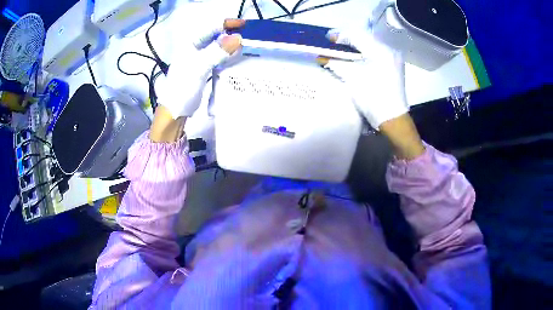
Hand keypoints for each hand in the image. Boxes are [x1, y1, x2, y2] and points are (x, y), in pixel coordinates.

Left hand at [155, 19, 243, 118]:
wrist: (176, 110)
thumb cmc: (182, 87)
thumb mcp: (199, 67)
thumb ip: (216, 51)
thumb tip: (238, 38)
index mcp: (191, 43)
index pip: (212, 27)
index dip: (228, 24)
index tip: (246, 25)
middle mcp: (195, 47)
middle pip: (217, 35)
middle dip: (232, 34)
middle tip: (250, 37)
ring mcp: (200, 58)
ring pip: (219, 46)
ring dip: (232, 46)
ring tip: (247, 47)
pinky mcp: (205, 68)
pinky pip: (220, 57)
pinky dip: (229, 56)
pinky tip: (238, 58)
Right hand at [318, 29, 408, 128]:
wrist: (392, 118)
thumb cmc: (372, 97)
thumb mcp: (352, 78)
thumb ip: (335, 63)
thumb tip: (321, 57)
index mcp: (380, 51)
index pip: (357, 35)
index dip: (340, 35)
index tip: (327, 38)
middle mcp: (389, 50)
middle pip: (365, 37)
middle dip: (348, 38)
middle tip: (333, 43)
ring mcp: (393, 58)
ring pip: (371, 44)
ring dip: (356, 44)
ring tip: (342, 48)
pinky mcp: (394, 65)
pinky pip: (376, 52)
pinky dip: (364, 51)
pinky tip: (356, 56)